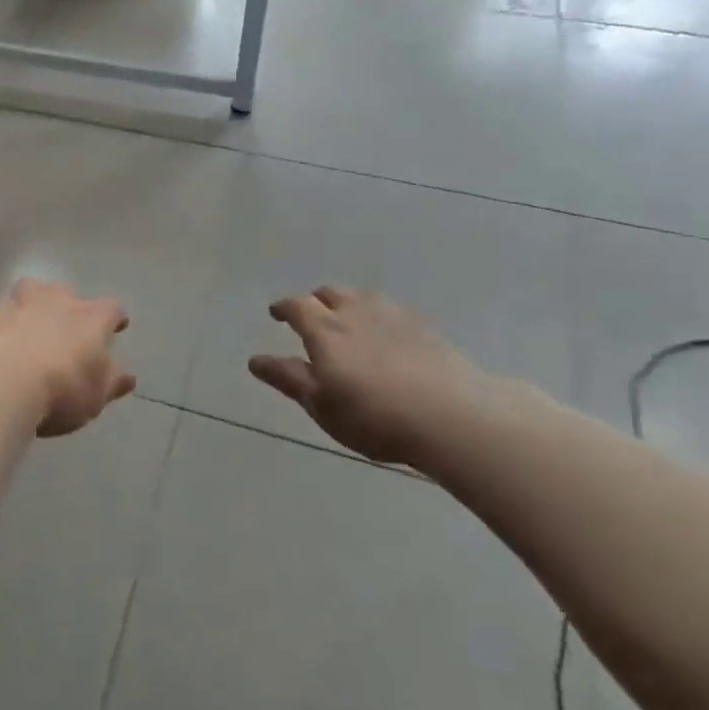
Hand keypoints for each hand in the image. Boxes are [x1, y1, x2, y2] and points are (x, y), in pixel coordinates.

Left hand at [0, 279, 135, 436]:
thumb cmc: (60, 389)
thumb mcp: (95, 396)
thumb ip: (111, 382)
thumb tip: (126, 376)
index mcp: (91, 318)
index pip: (111, 309)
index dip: (114, 318)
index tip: (116, 326)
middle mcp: (57, 301)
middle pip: (66, 291)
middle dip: (68, 305)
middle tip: (66, 326)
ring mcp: (18, 303)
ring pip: (29, 291)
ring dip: (32, 304)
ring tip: (29, 323)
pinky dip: (1, 322)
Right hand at [248, 286, 511, 465]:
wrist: (453, 416)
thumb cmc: (374, 416)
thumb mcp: (322, 405)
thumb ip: (289, 379)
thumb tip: (255, 360)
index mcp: (325, 330)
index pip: (297, 306)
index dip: (284, 307)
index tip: (276, 313)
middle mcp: (356, 313)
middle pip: (330, 293)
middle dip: (316, 301)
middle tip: (312, 318)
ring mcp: (394, 316)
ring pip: (363, 298)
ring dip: (348, 305)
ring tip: (349, 322)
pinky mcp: (425, 328)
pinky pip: (391, 312)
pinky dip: (378, 318)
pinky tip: (386, 337)